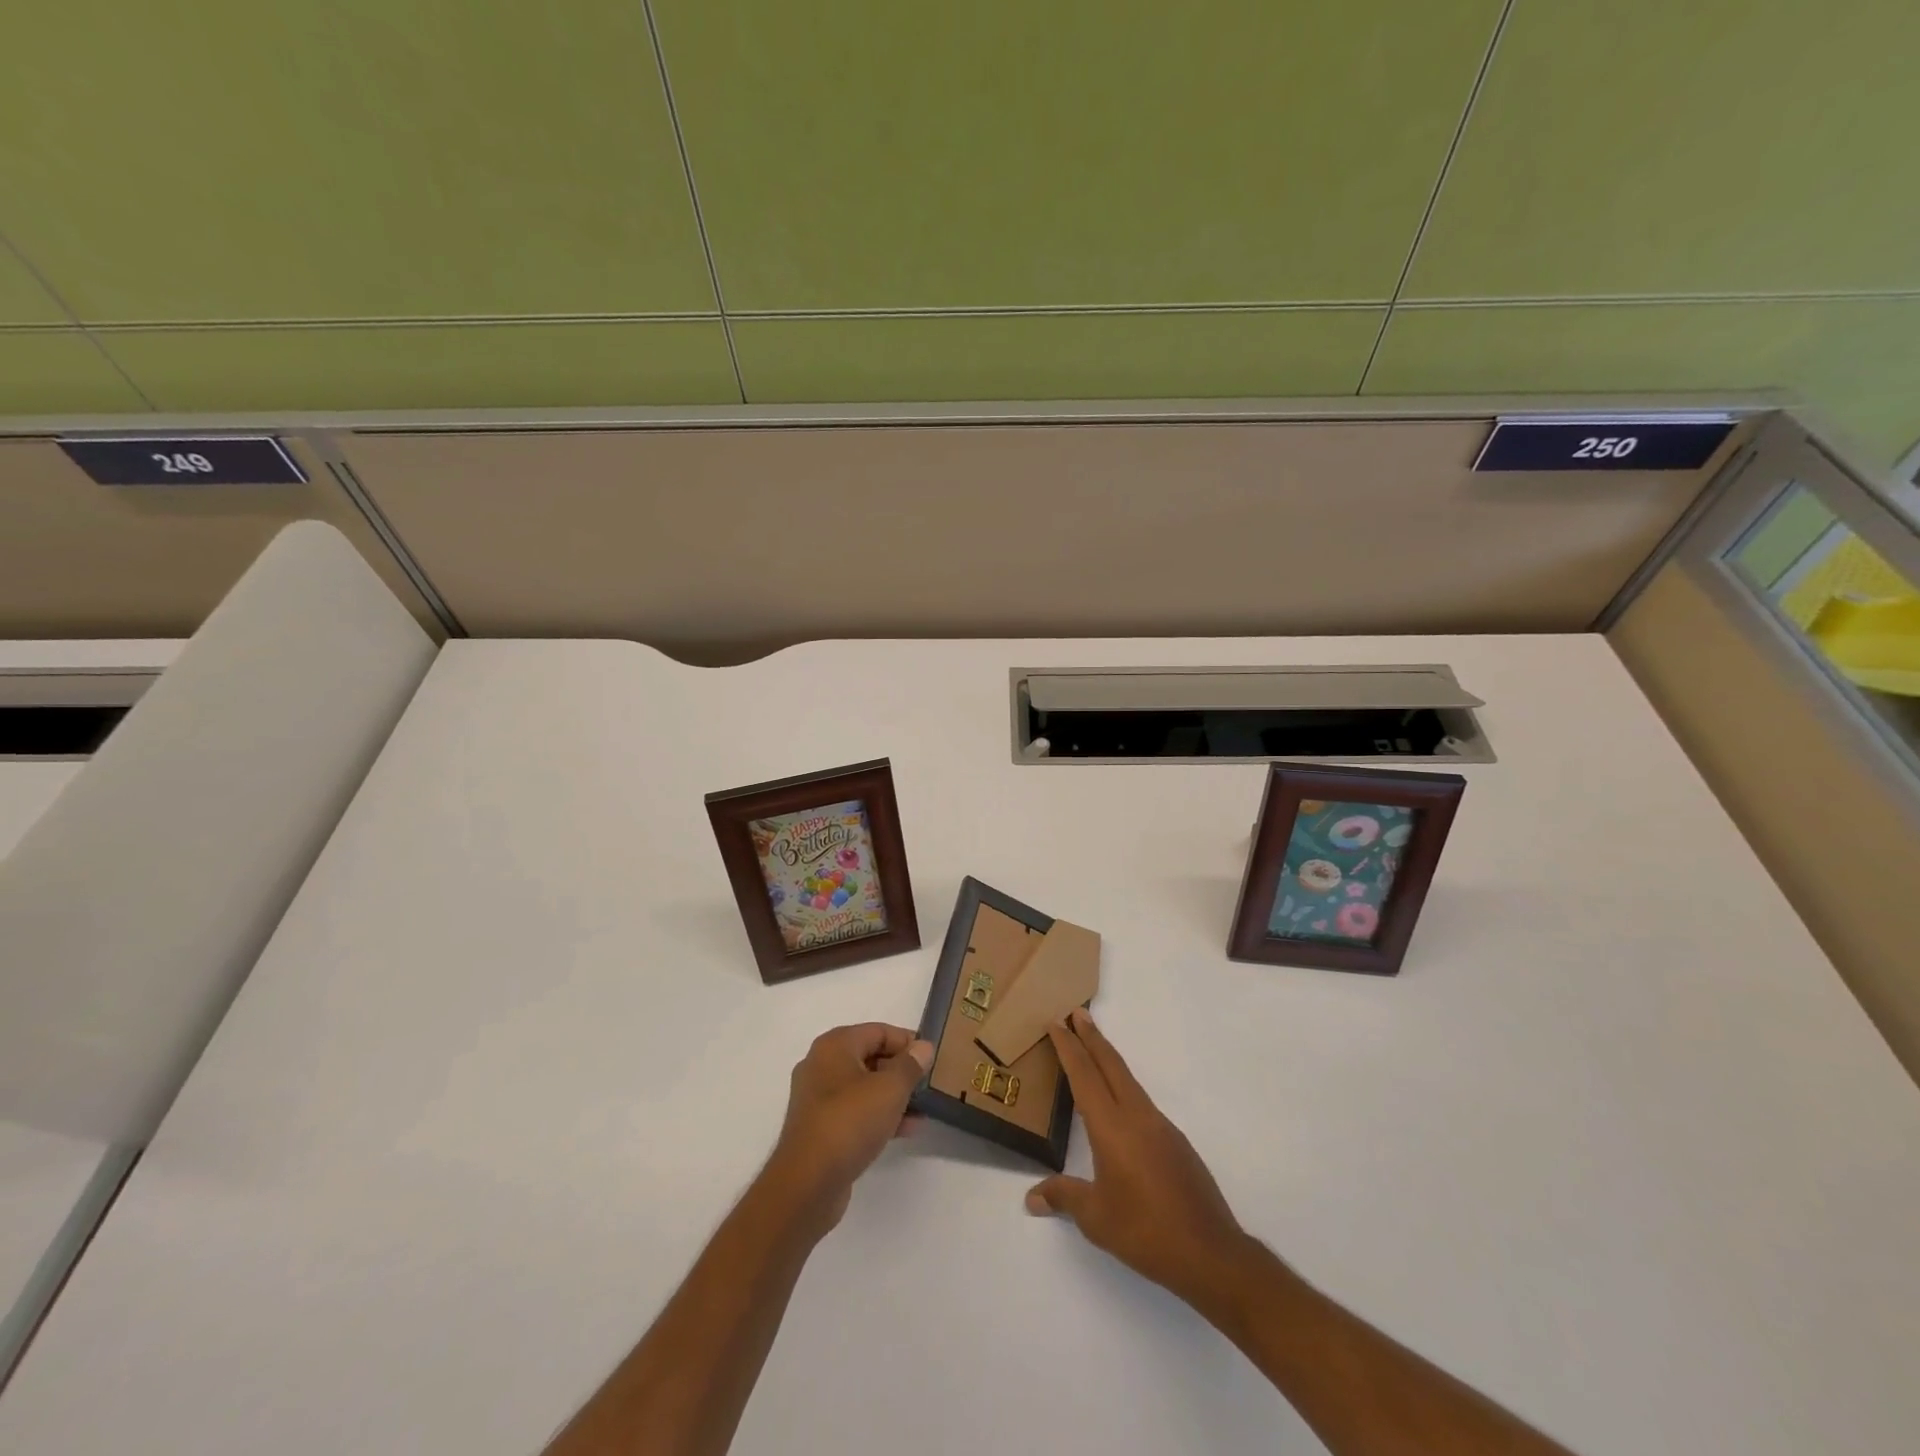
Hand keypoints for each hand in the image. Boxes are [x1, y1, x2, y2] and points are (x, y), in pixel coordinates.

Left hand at [764, 1022, 932, 1235]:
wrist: (808, 1183)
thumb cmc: (850, 1122)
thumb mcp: (890, 1089)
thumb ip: (910, 1065)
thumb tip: (923, 1047)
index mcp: (834, 1046)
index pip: (878, 1031)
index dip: (907, 1042)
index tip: (931, 1058)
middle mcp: (822, 1065)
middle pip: (870, 1057)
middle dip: (901, 1071)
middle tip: (928, 1084)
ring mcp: (818, 1099)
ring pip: (864, 1088)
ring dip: (893, 1096)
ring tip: (922, 1110)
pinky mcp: (820, 1128)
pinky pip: (855, 1112)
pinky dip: (879, 1116)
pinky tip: (905, 1130)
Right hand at [1026, 1008, 1249, 1306]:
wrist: (1210, 1253)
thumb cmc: (1145, 1232)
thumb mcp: (1095, 1218)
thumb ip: (1063, 1197)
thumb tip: (1031, 1198)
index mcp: (1112, 1127)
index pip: (1084, 1075)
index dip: (1068, 1047)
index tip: (1056, 1022)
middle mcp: (1137, 1116)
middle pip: (1110, 1064)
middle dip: (1091, 1037)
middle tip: (1076, 1012)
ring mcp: (1160, 1126)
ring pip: (1128, 1080)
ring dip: (1108, 1059)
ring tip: (1093, 1050)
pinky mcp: (1175, 1142)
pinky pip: (1141, 1101)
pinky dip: (1123, 1087)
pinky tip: (1119, 1105)